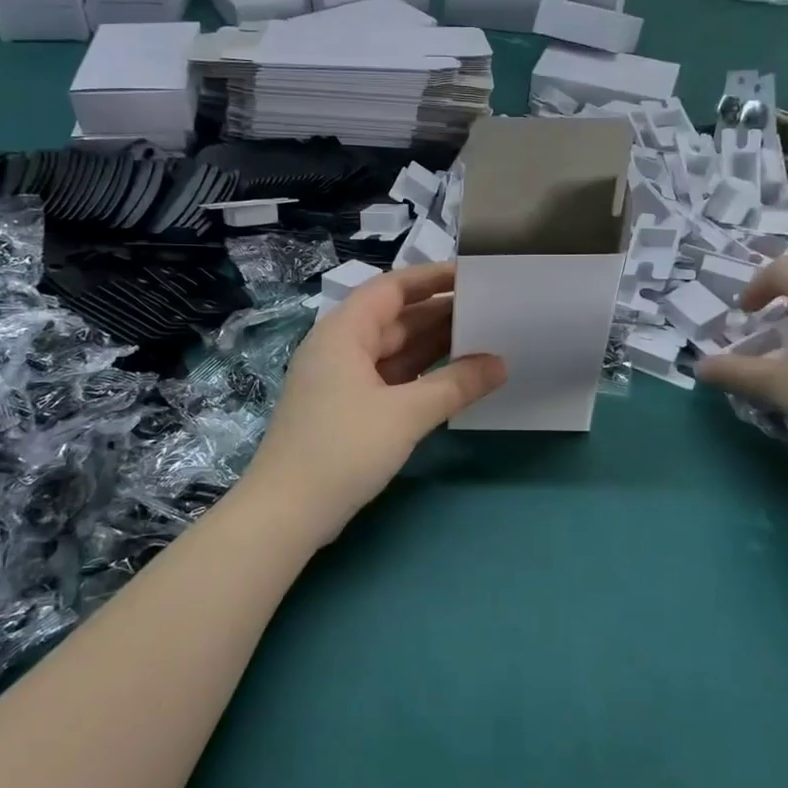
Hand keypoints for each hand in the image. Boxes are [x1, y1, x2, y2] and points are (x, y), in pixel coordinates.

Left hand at [242, 262, 505, 543]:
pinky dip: (420, 376)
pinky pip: (389, 378)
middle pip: (395, 318)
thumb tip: (500, 364)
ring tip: (483, 340)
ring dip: (433, 346)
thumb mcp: (406, 414)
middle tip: (491, 310)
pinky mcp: (346, 409)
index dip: (432, 278)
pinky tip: (453, 379)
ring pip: (394, 351)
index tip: (473, 275)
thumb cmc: (342, 449)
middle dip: (440, 313)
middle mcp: (340, 347)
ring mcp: (341, 379)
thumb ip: (456, 385)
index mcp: (344, 332)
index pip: (392, 288)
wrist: (286, 512)